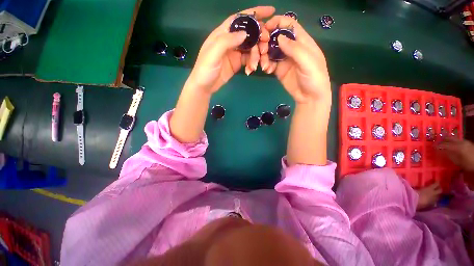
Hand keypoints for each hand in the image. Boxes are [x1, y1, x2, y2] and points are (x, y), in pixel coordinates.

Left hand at [187, 6, 274, 93]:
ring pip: (251, 48)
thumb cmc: (205, 69)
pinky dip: (252, 64)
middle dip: (259, 38)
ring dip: (256, 55)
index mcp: (222, 33)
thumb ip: (227, 41)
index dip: (255, 13)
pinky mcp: (237, 63)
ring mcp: (235, 52)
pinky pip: (249, 60)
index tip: (270, 11)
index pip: (240, 18)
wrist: (204, 87)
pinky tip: (251, 70)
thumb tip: (245, 33)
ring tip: (255, 65)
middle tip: (265, 48)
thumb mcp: (213, 53)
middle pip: (249, 33)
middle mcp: (230, 40)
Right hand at [260, 16, 330, 103]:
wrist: (309, 97)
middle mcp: (292, 48)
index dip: (278, 22)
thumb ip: (294, 49)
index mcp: (302, 41)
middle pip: (277, 37)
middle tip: (261, 50)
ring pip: (271, 51)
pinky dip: (266, 65)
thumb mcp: (308, 62)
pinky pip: (270, 63)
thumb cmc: (314, 78)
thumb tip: (279, 37)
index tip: (266, 28)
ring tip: (265, 65)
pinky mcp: (279, 70)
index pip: (290, 25)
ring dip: (265, 55)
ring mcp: (284, 59)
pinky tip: (267, 71)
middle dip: (267, 41)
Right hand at [416, 183, 441, 209]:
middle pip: (440, 190)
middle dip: (440, 189)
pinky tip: (432, 200)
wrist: (415, 202)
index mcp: (430, 188)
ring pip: (438, 196)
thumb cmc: (414, 193)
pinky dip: (434, 200)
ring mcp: (434, 199)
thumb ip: (419, 186)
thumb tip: (418, 183)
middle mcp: (434, 193)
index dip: (437, 182)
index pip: (436, 184)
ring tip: (435, 194)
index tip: (437, 181)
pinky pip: (435, 201)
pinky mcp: (432, 204)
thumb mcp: (416, 188)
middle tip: (438, 187)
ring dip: (437, 195)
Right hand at [437, 137, 473, 171]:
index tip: (432, 147)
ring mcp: (464, 141)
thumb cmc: (467, 163)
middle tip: (436, 143)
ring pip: (453, 138)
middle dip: (442, 140)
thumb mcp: (457, 162)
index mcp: (457, 147)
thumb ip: (449, 155)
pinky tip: (451, 144)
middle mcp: (460, 142)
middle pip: (449, 138)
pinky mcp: (466, 142)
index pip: (444, 145)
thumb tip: (440, 152)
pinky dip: (452, 141)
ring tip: (443, 143)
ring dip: (447, 140)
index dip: (438, 146)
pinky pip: (457, 140)